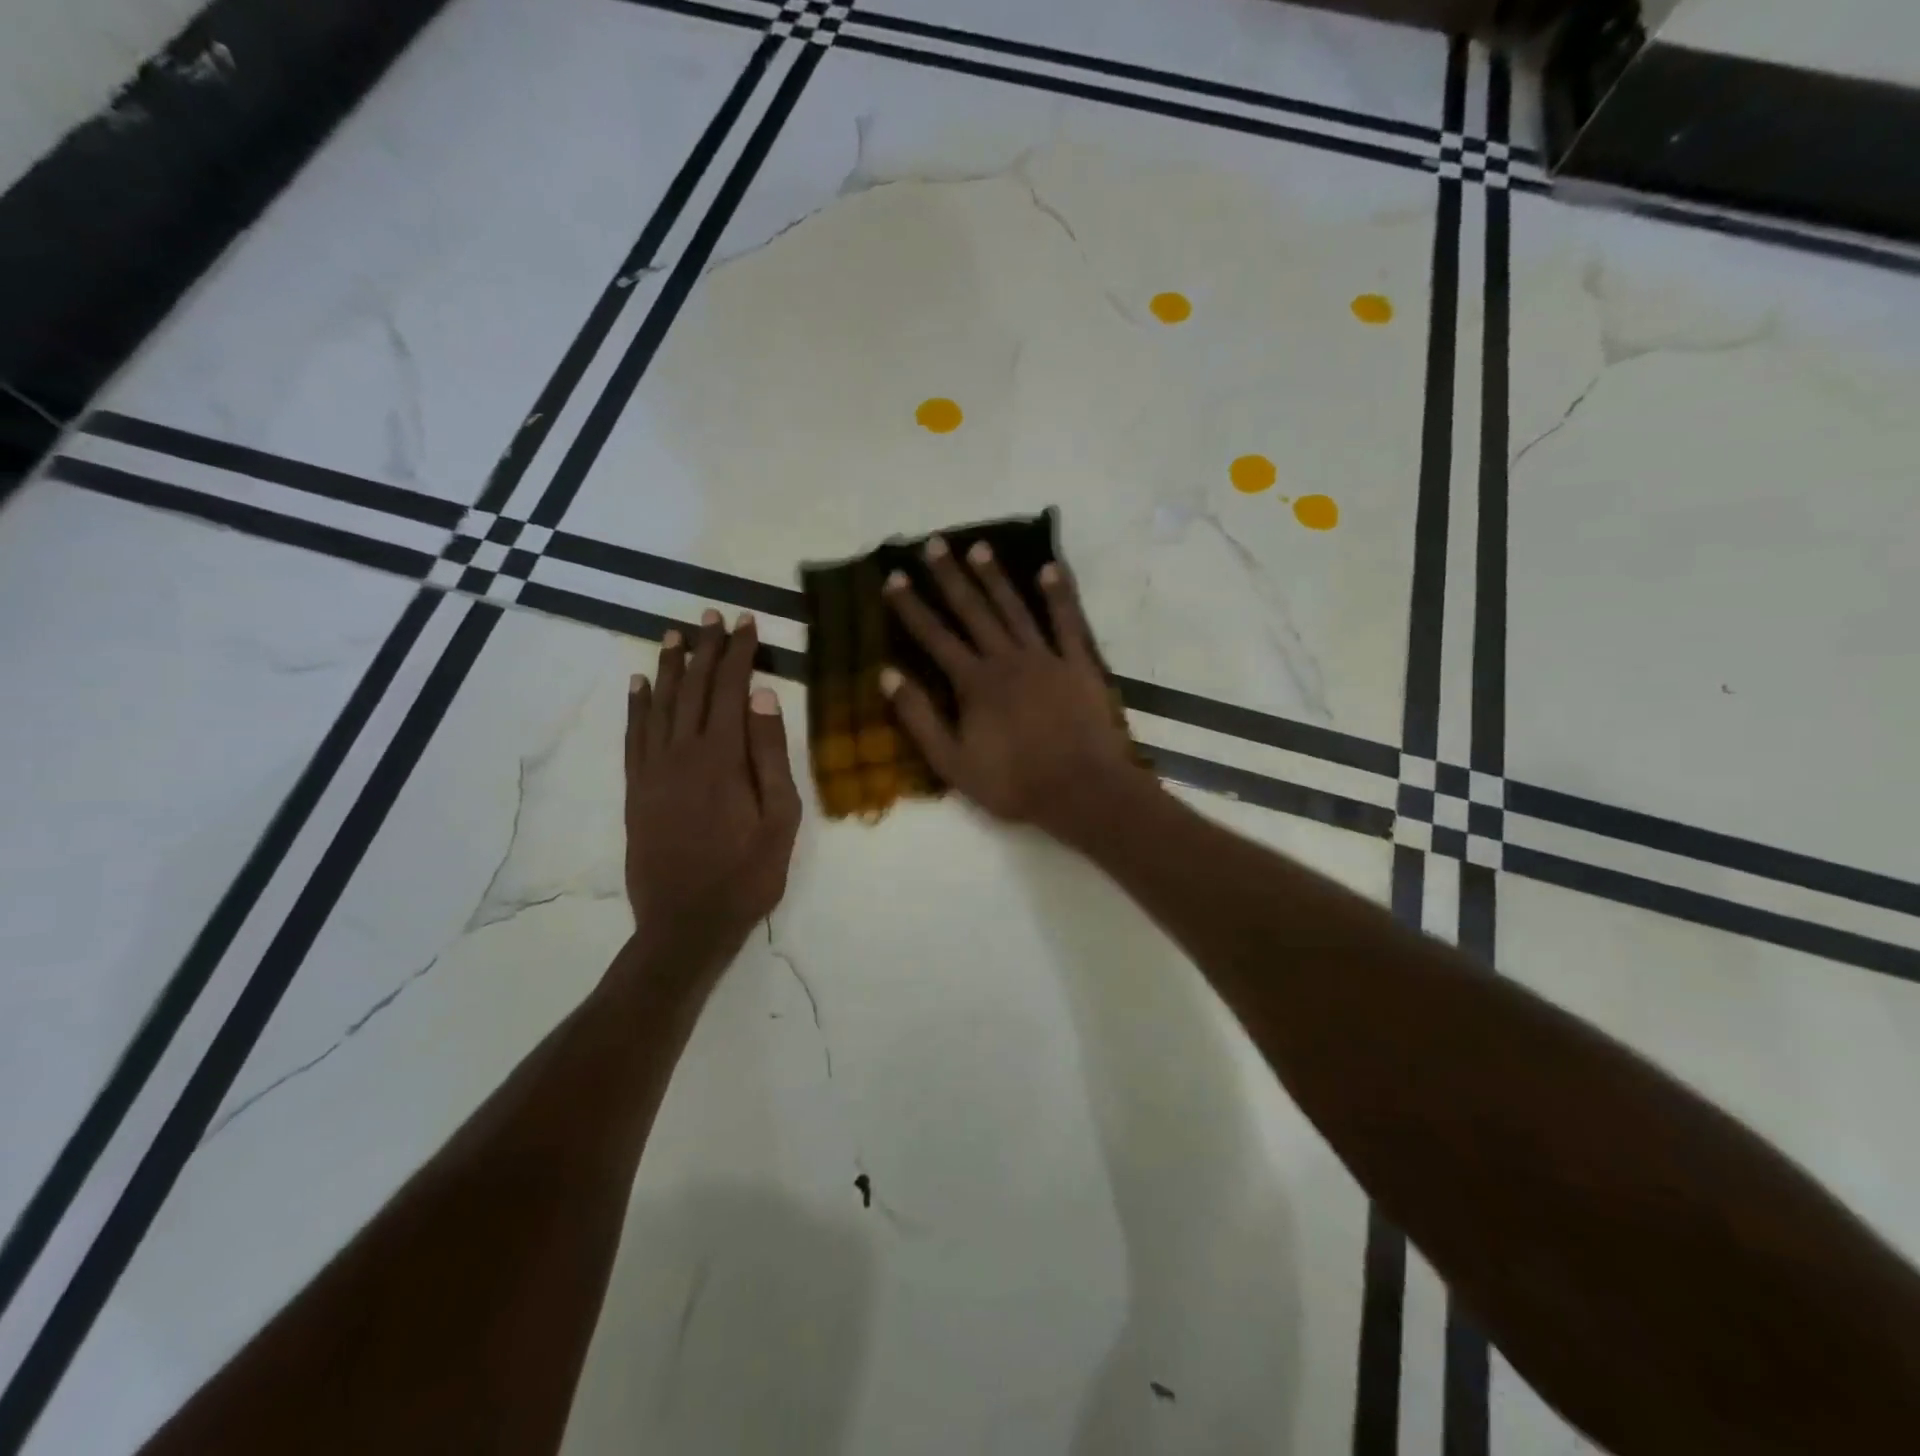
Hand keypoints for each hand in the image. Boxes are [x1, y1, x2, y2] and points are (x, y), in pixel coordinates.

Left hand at [625, 611, 801, 972]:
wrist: (686, 924)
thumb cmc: (747, 875)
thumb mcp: (780, 819)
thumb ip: (771, 754)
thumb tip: (762, 695)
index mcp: (722, 758)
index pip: (730, 690)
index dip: (738, 653)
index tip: (746, 623)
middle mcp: (682, 753)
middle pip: (693, 688)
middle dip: (705, 648)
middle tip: (711, 615)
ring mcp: (653, 771)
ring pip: (659, 705)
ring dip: (668, 667)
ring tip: (674, 635)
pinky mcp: (637, 790)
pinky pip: (633, 736)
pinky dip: (636, 706)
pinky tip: (638, 685)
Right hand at [881, 536, 1143, 839]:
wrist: (1081, 790)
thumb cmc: (1013, 783)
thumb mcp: (952, 763)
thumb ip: (919, 718)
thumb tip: (887, 675)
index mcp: (974, 683)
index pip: (935, 637)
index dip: (912, 607)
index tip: (895, 577)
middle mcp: (1006, 659)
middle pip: (973, 611)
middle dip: (951, 577)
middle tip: (934, 543)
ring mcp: (1046, 658)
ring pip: (1015, 609)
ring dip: (996, 577)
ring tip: (980, 548)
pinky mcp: (1079, 664)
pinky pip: (1068, 622)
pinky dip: (1059, 595)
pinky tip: (1050, 568)